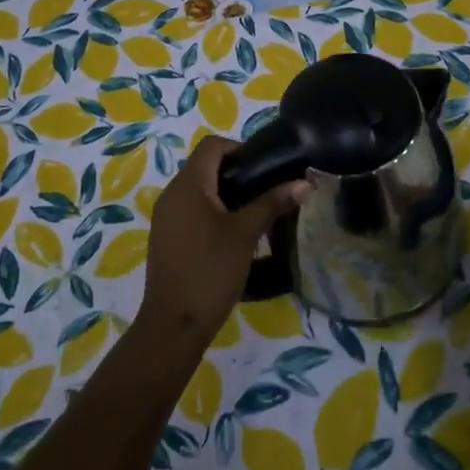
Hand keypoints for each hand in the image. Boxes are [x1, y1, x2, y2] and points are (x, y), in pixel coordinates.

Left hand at [138, 135, 308, 346]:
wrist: (174, 324)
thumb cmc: (211, 270)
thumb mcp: (246, 234)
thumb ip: (273, 203)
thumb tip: (304, 183)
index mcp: (188, 184)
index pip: (212, 145)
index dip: (240, 149)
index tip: (265, 170)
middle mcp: (171, 194)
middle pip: (206, 167)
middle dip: (238, 175)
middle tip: (267, 193)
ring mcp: (166, 218)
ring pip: (199, 191)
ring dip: (227, 197)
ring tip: (256, 217)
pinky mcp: (166, 239)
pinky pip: (191, 212)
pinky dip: (213, 214)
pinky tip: (233, 238)